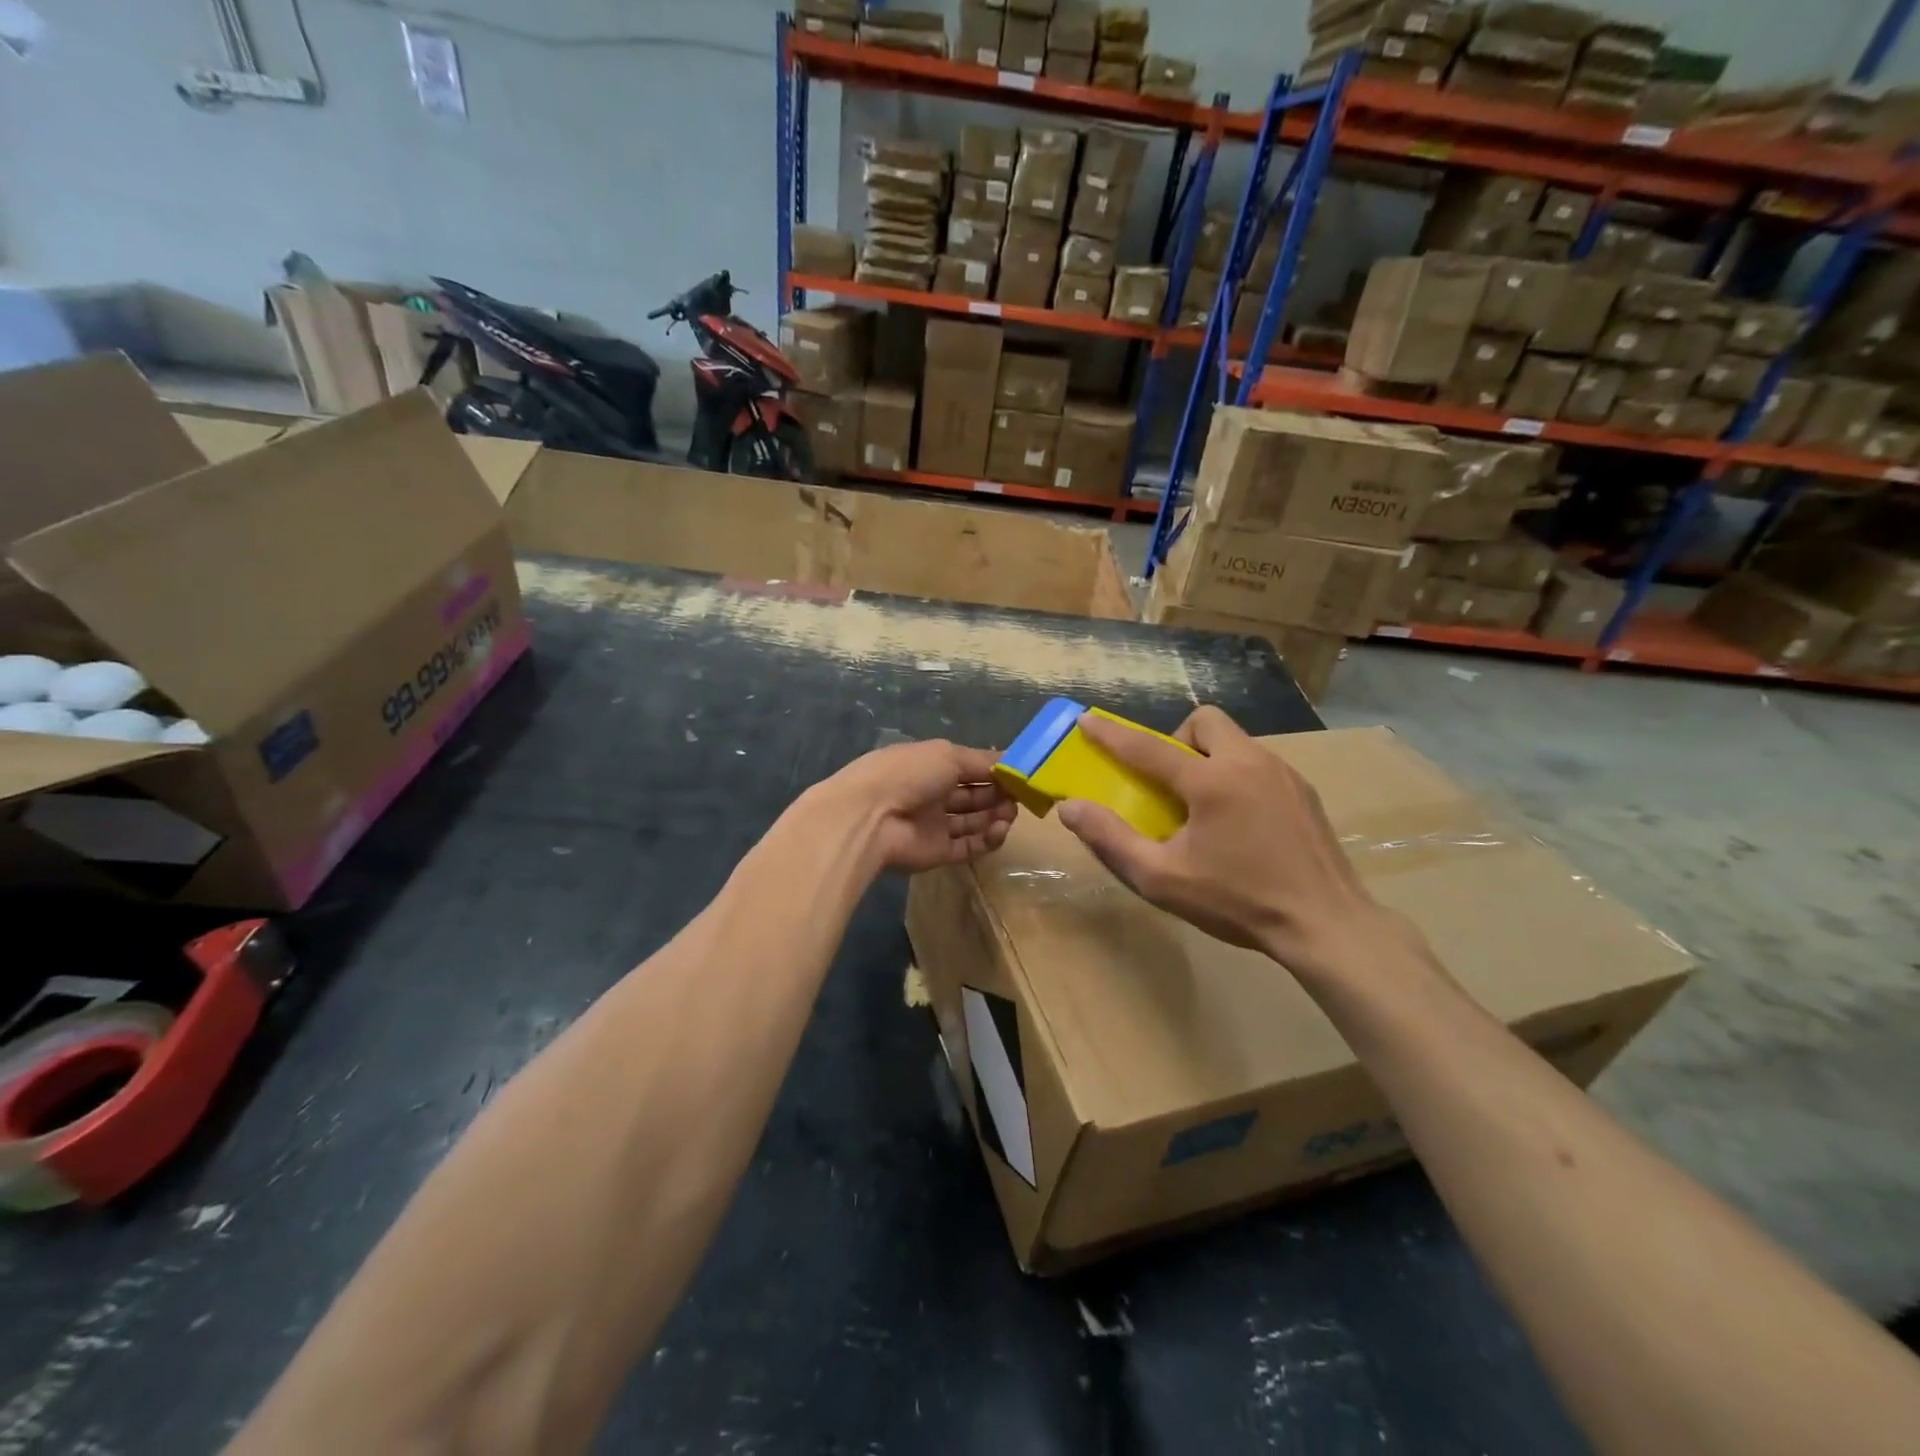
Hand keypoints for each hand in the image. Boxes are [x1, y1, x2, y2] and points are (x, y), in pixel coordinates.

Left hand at [819, 740, 1015, 874]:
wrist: (869, 818)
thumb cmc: (908, 774)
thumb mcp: (948, 755)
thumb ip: (982, 760)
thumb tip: (1012, 760)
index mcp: (931, 765)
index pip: (970, 768)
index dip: (995, 771)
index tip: (1021, 774)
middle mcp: (933, 794)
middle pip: (974, 795)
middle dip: (999, 794)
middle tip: (1020, 796)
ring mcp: (935, 825)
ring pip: (973, 822)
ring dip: (996, 816)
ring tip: (1009, 814)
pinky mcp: (937, 853)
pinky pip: (969, 846)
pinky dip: (987, 839)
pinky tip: (999, 830)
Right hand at [1056, 707, 1395, 971]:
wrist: (1326, 925)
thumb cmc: (1237, 902)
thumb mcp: (1162, 878)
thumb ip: (1111, 839)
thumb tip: (1070, 808)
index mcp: (1211, 782)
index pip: (1148, 748)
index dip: (1112, 735)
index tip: (1087, 720)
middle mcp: (1249, 763)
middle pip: (1204, 722)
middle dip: (1177, 740)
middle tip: (1171, 782)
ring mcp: (1283, 773)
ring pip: (1235, 740)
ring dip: (1209, 758)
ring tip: (1205, 806)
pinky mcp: (1304, 790)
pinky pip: (1259, 763)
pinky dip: (1237, 775)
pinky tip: (1241, 822)